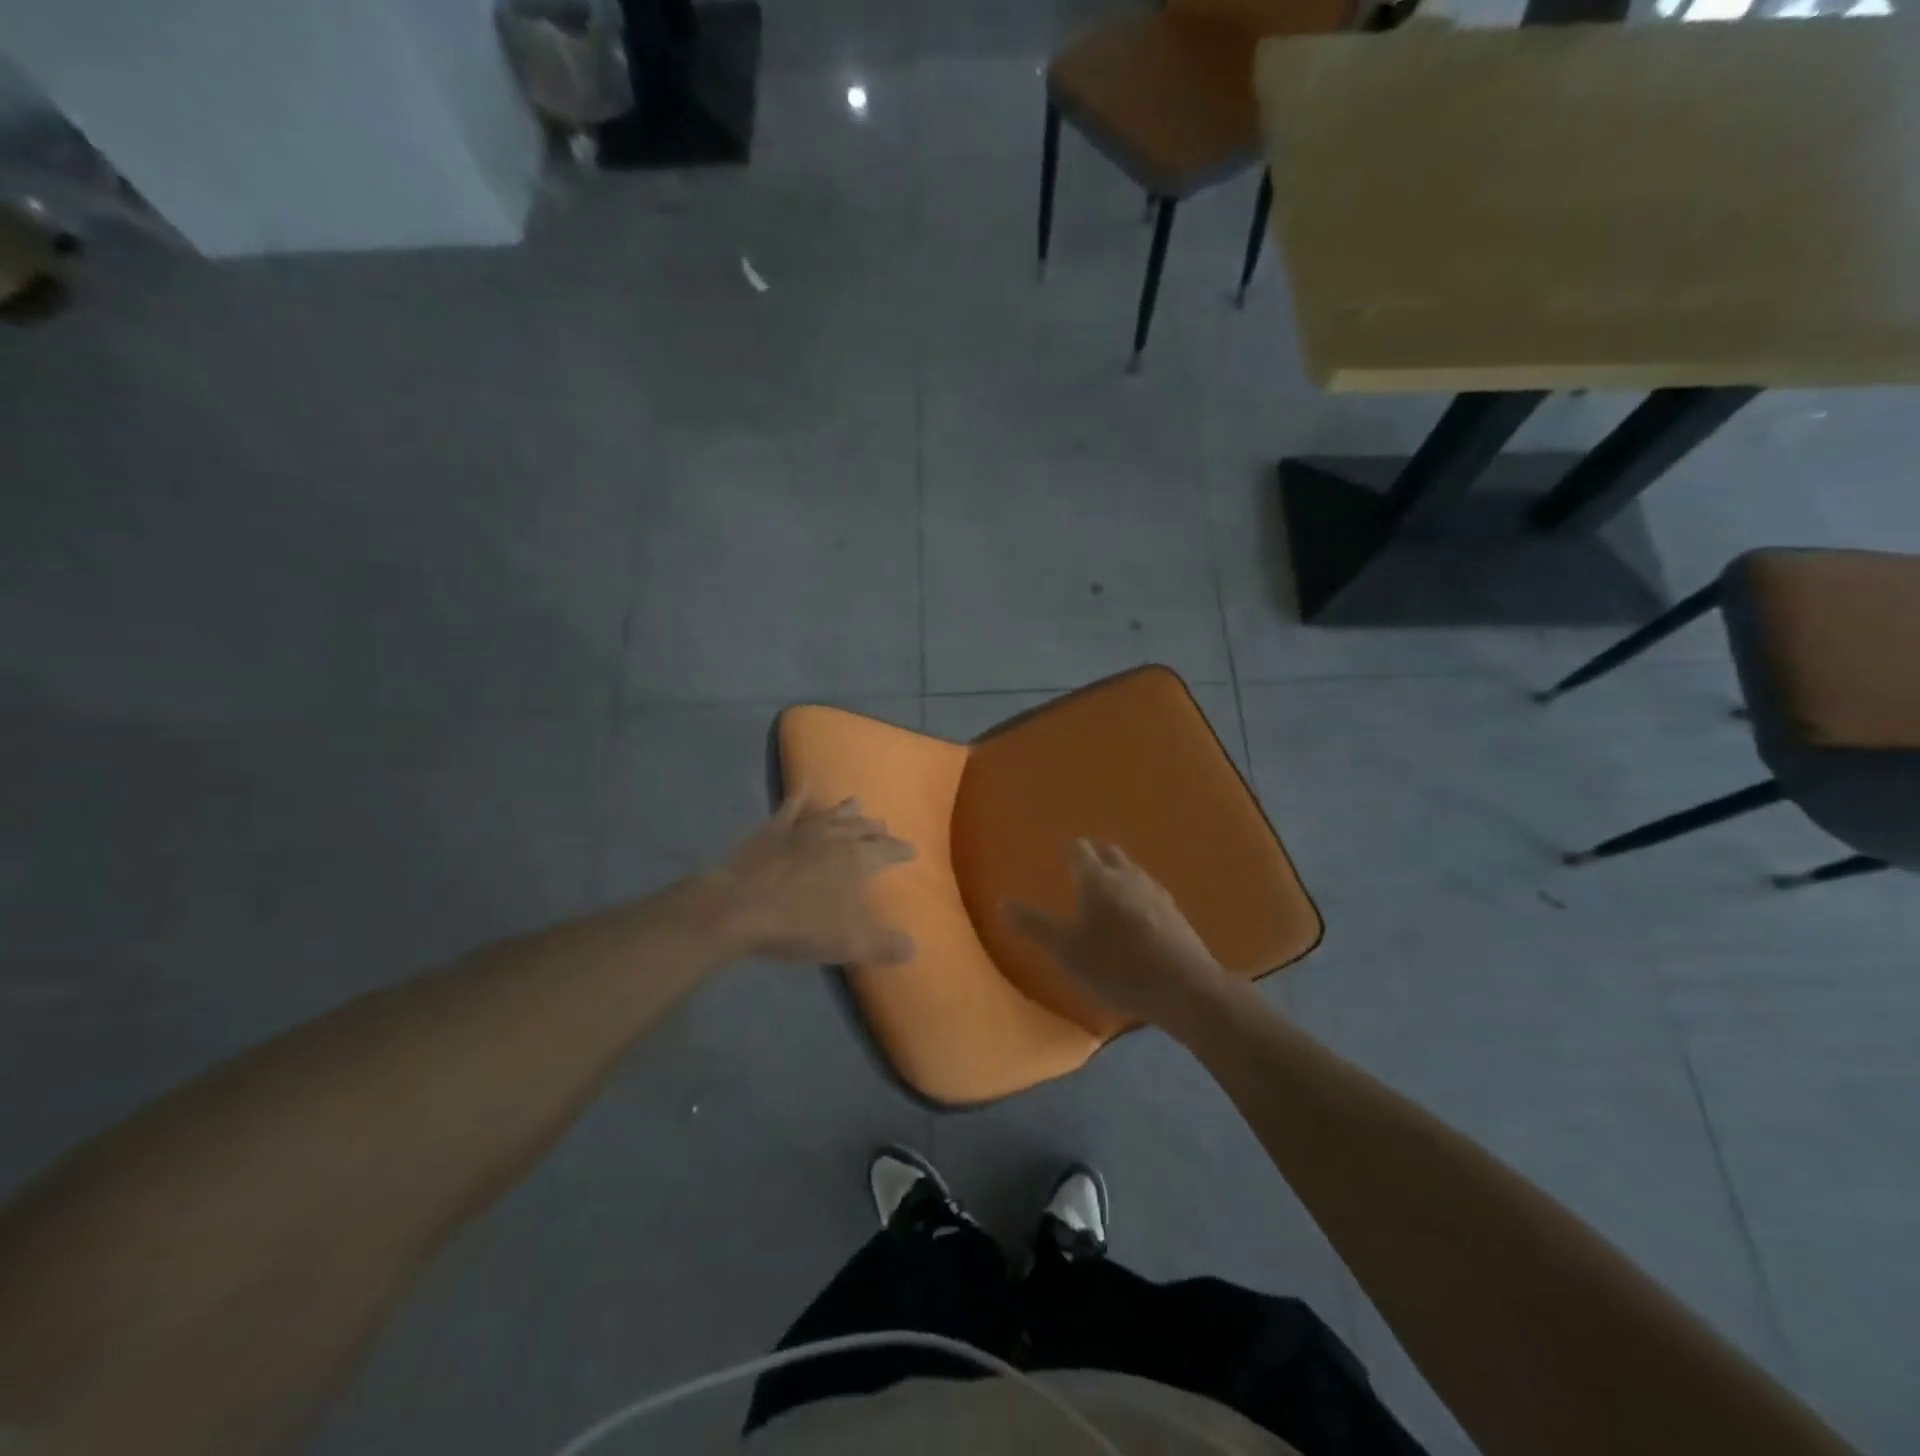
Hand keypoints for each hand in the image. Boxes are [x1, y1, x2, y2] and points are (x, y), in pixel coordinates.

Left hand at [711, 795, 916, 964]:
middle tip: (884, 829)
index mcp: (858, 861)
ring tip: (857, 802)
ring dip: (847, 810)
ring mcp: (802, 829)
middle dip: (876, 829)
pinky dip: (801, 796)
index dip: (902, 851)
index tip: (912, 850)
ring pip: (832, 813)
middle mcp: (835, 837)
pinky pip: (792, 806)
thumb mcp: (848, 943)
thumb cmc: (798, 925)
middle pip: (863, 828)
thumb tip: (914, 947)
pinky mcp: (773, 829)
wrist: (738, 908)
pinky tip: (805, 789)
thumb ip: (884, 944)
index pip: (889, 851)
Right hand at [1005, 840, 1233, 1037]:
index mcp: (1097, 879)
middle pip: (1109, 853)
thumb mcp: (1066, 950)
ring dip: (1117, 869)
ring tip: (1107, 878)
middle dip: (1094, 852)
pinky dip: (1135, 890)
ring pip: (1131, 870)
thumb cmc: (1117, 966)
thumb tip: (1002, 902)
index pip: (1079, 850)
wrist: (1185, 987)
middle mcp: (1127, 876)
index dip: (1069, 847)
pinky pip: (1147, 890)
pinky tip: (1136, 907)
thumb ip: (1034, 926)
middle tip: (1082, 855)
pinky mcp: (1174, 913)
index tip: (1060, 846)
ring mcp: (1155, 893)